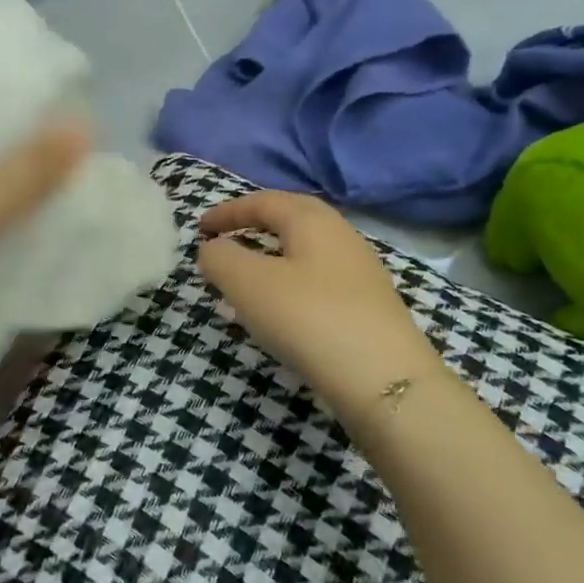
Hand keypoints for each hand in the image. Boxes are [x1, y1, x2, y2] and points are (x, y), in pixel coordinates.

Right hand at [197, 190, 441, 407]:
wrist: (383, 380)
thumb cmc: (308, 318)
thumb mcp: (248, 283)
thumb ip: (221, 258)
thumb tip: (213, 248)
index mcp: (313, 221)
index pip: (264, 201)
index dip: (228, 211)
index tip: (200, 227)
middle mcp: (342, 237)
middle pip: (292, 220)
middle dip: (254, 226)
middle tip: (225, 241)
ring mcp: (361, 273)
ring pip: (306, 252)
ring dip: (271, 258)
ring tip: (246, 280)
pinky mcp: (369, 307)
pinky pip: (318, 281)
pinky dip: (289, 285)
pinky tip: (279, 312)